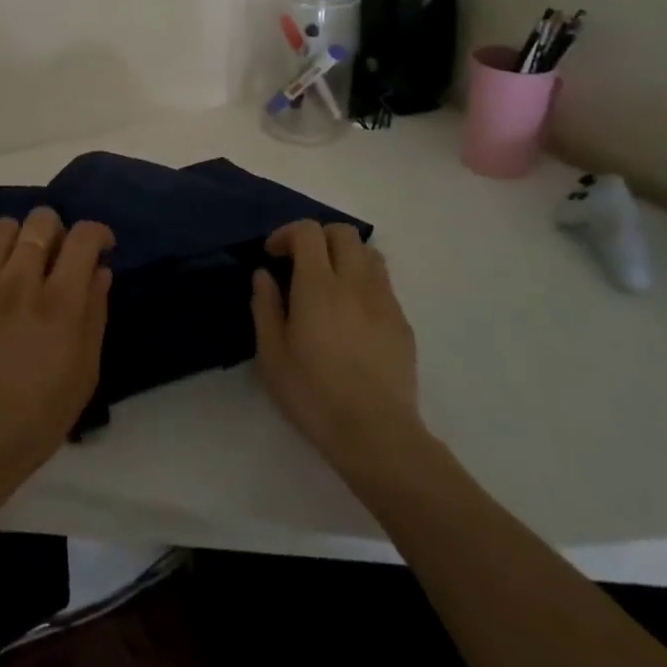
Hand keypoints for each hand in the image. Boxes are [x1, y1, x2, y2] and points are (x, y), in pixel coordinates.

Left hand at [0, 208, 112, 522]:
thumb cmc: (37, 418)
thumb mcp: (85, 372)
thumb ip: (95, 313)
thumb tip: (100, 270)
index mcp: (59, 305)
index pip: (83, 237)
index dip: (98, 233)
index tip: (101, 247)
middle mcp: (20, 283)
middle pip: (42, 219)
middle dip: (59, 231)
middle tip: (59, 259)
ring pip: (6, 227)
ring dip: (22, 240)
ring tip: (24, 267)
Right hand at [251, 220, 425, 479]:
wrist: (376, 434)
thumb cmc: (314, 395)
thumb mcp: (272, 355)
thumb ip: (265, 307)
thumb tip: (264, 276)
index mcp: (318, 286)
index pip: (308, 232)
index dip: (287, 233)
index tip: (273, 255)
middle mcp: (355, 283)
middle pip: (344, 232)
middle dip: (319, 237)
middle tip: (301, 262)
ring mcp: (384, 301)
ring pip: (369, 254)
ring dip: (346, 256)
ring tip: (330, 283)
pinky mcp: (402, 323)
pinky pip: (383, 284)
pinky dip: (364, 283)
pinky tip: (352, 315)